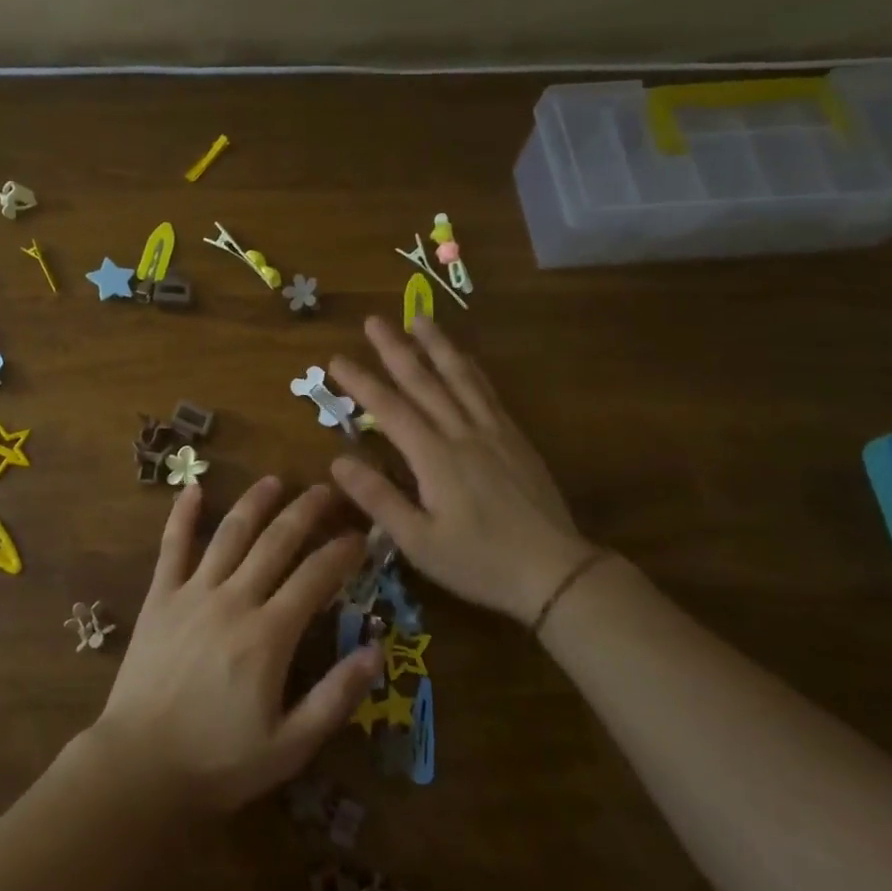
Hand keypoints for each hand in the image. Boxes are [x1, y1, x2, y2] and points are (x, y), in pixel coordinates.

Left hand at [91, 478, 383, 812]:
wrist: (139, 766)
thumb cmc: (218, 761)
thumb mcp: (290, 746)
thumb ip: (335, 697)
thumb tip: (376, 651)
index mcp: (268, 635)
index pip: (315, 578)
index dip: (342, 553)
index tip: (361, 536)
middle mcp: (233, 600)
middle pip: (276, 542)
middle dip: (305, 512)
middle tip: (326, 491)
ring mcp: (192, 593)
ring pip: (230, 534)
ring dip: (254, 503)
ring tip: (274, 481)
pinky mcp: (159, 597)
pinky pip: (172, 546)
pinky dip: (182, 515)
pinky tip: (192, 488)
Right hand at [329, 315, 600, 624]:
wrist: (555, 572)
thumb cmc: (479, 562)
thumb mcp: (419, 542)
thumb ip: (378, 499)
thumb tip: (338, 461)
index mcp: (434, 458)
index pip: (389, 409)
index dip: (361, 382)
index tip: (336, 359)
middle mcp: (462, 433)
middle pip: (424, 381)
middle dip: (395, 349)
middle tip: (374, 321)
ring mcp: (492, 432)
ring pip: (460, 377)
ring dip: (437, 346)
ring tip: (419, 318)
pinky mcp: (514, 438)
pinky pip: (487, 392)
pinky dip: (470, 368)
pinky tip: (464, 358)